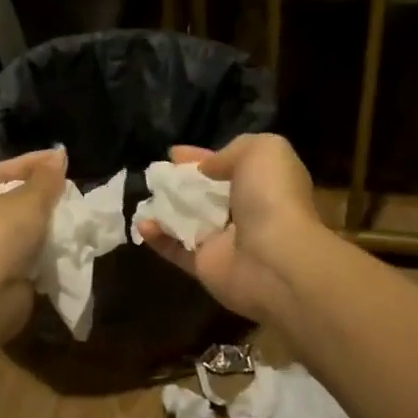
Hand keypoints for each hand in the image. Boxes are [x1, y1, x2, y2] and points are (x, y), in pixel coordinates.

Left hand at [0, 150, 66, 335]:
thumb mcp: (28, 199)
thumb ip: (46, 178)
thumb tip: (59, 156)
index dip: (30, 162)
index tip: (61, 159)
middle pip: (8, 202)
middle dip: (38, 195)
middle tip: (67, 188)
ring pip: (19, 232)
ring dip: (43, 224)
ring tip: (72, 213)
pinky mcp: (0, 279)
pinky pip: (27, 257)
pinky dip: (44, 251)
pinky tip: (66, 242)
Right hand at [136, 133, 324, 322]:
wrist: (274, 257)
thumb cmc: (271, 197)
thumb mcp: (263, 150)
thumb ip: (233, 150)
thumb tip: (207, 169)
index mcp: (265, 185)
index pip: (231, 166)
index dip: (204, 157)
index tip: (174, 152)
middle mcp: (247, 213)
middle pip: (208, 194)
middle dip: (182, 183)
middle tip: (156, 173)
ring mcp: (226, 242)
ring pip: (190, 222)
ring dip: (166, 209)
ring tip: (143, 196)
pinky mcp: (206, 267)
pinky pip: (177, 250)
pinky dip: (158, 238)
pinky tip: (142, 224)